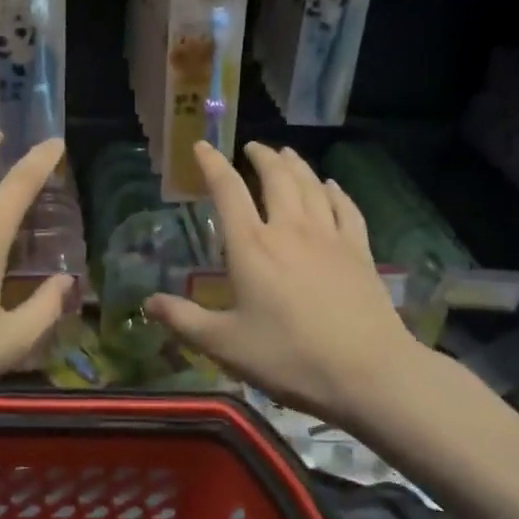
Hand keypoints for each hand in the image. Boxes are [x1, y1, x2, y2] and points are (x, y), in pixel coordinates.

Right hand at [148, 141, 434, 425]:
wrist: (369, 373)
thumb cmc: (290, 357)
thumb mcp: (225, 345)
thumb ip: (184, 320)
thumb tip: (148, 302)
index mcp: (252, 246)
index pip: (227, 191)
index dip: (212, 164)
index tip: (202, 145)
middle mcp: (289, 229)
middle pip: (276, 177)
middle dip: (262, 156)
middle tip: (252, 147)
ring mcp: (329, 236)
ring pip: (311, 185)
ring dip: (296, 165)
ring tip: (286, 153)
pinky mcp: (359, 251)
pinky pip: (346, 208)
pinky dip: (335, 191)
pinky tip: (330, 185)